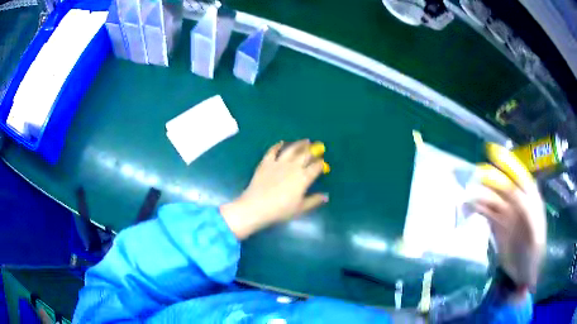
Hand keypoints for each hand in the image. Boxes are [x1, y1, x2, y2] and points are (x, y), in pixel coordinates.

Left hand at [221, 140, 328, 238]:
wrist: (257, 206)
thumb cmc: (280, 210)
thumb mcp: (300, 208)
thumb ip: (314, 201)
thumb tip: (326, 196)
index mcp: (303, 178)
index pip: (316, 167)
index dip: (321, 163)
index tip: (323, 162)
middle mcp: (293, 167)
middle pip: (305, 155)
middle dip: (313, 150)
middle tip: (318, 146)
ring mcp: (278, 163)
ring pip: (291, 149)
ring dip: (299, 144)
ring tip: (305, 141)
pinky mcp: (266, 162)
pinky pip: (272, 151)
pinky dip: (277, 145)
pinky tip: (281, 143)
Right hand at [472, 143, 546, 293]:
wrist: (522, 273)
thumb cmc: (532, 252)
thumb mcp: (534, 232)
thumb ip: (526, 209)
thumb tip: (511, 190)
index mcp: (530, 198)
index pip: (518, 175)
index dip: (506, 162)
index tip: (491, 152)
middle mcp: (517, 201)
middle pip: (502, 184)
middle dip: (488, 180)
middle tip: (472, 181)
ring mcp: (506, 212)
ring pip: (491, 197)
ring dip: (479, 195)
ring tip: (466, 200)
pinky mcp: (496, 224)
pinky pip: (485, 211)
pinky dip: (477, 208)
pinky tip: (468, 210)